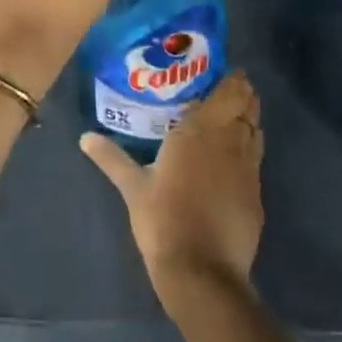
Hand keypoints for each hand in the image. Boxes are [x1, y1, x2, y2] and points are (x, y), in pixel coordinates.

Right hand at [80, 73, 264, 298]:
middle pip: (246, 106)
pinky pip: (257, 159)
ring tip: (234, 115)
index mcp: (199, 130)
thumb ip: (111, 157)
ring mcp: (248, 168)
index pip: (227, 92)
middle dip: (242, 94)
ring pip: (255, 130)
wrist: (202, 272)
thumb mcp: (132, 186)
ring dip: (249, 118)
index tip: (224, 70)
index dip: (231, 79)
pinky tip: (236, 156)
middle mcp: (228, 141)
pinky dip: (250, 148)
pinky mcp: (256, 194)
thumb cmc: (163, 219)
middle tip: (228, 89)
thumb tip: (84, 137)